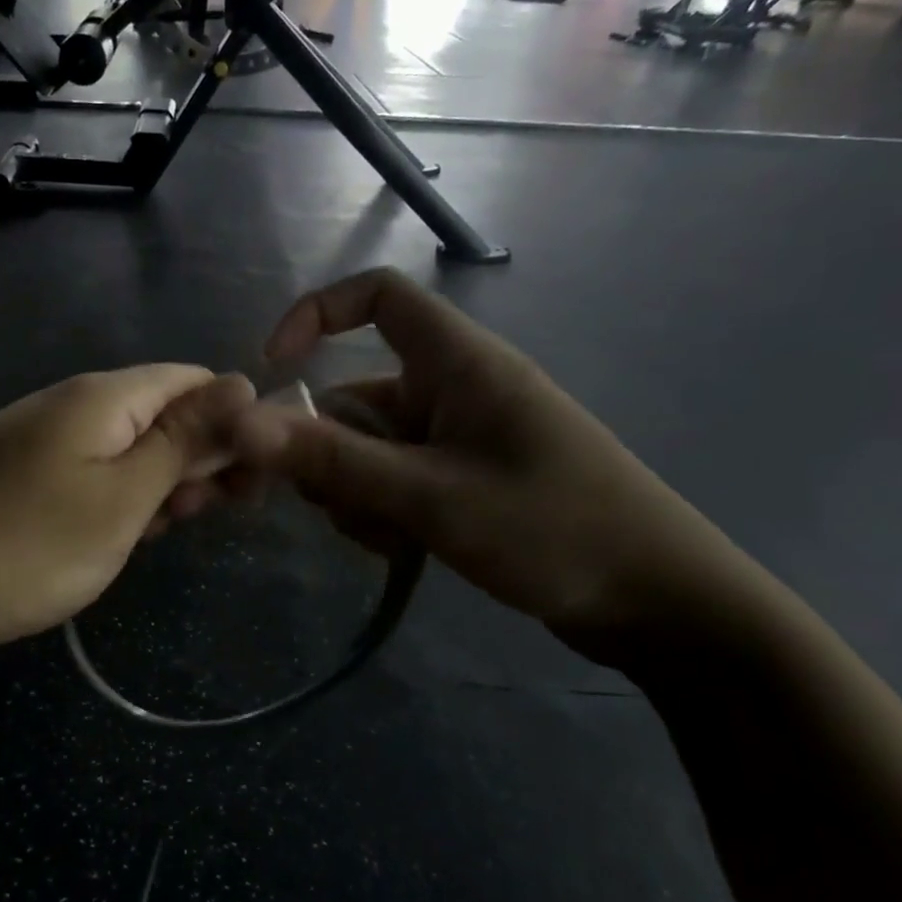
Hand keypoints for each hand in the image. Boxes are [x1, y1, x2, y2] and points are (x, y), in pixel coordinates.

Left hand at [0, 365, 253, 663]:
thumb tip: (240, 383)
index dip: (235, 421)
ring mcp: (35, 440)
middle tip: (206, 518)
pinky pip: (84, 475)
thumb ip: (183, 440)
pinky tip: (107, 540)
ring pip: (123, 450)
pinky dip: (111, 503)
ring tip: (153, 535)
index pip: (193, 380)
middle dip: (196, 460)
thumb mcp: (123, 497)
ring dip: (155, 487)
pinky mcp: (12, 476)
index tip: (253, 479)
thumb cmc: (25, 544)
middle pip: (159, 413)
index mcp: (104, 396)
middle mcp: (69, 405)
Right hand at [231, 269, 761, 647]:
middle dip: (328, 448)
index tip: (273, 371)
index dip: (317, 314)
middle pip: (357, 393)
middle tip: (331, 503)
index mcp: (457, 362)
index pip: (378, 296)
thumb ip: (334, 460)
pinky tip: (402, 551)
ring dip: (354, 489)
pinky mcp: (466, 479)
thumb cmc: (552, 529)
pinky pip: (397, 479)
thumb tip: (242, 425)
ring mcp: (460, 438)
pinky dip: (383, 508)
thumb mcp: (430, 496)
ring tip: (385, 538)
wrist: (660, 604)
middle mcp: (455, 389)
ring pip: (371, 446)